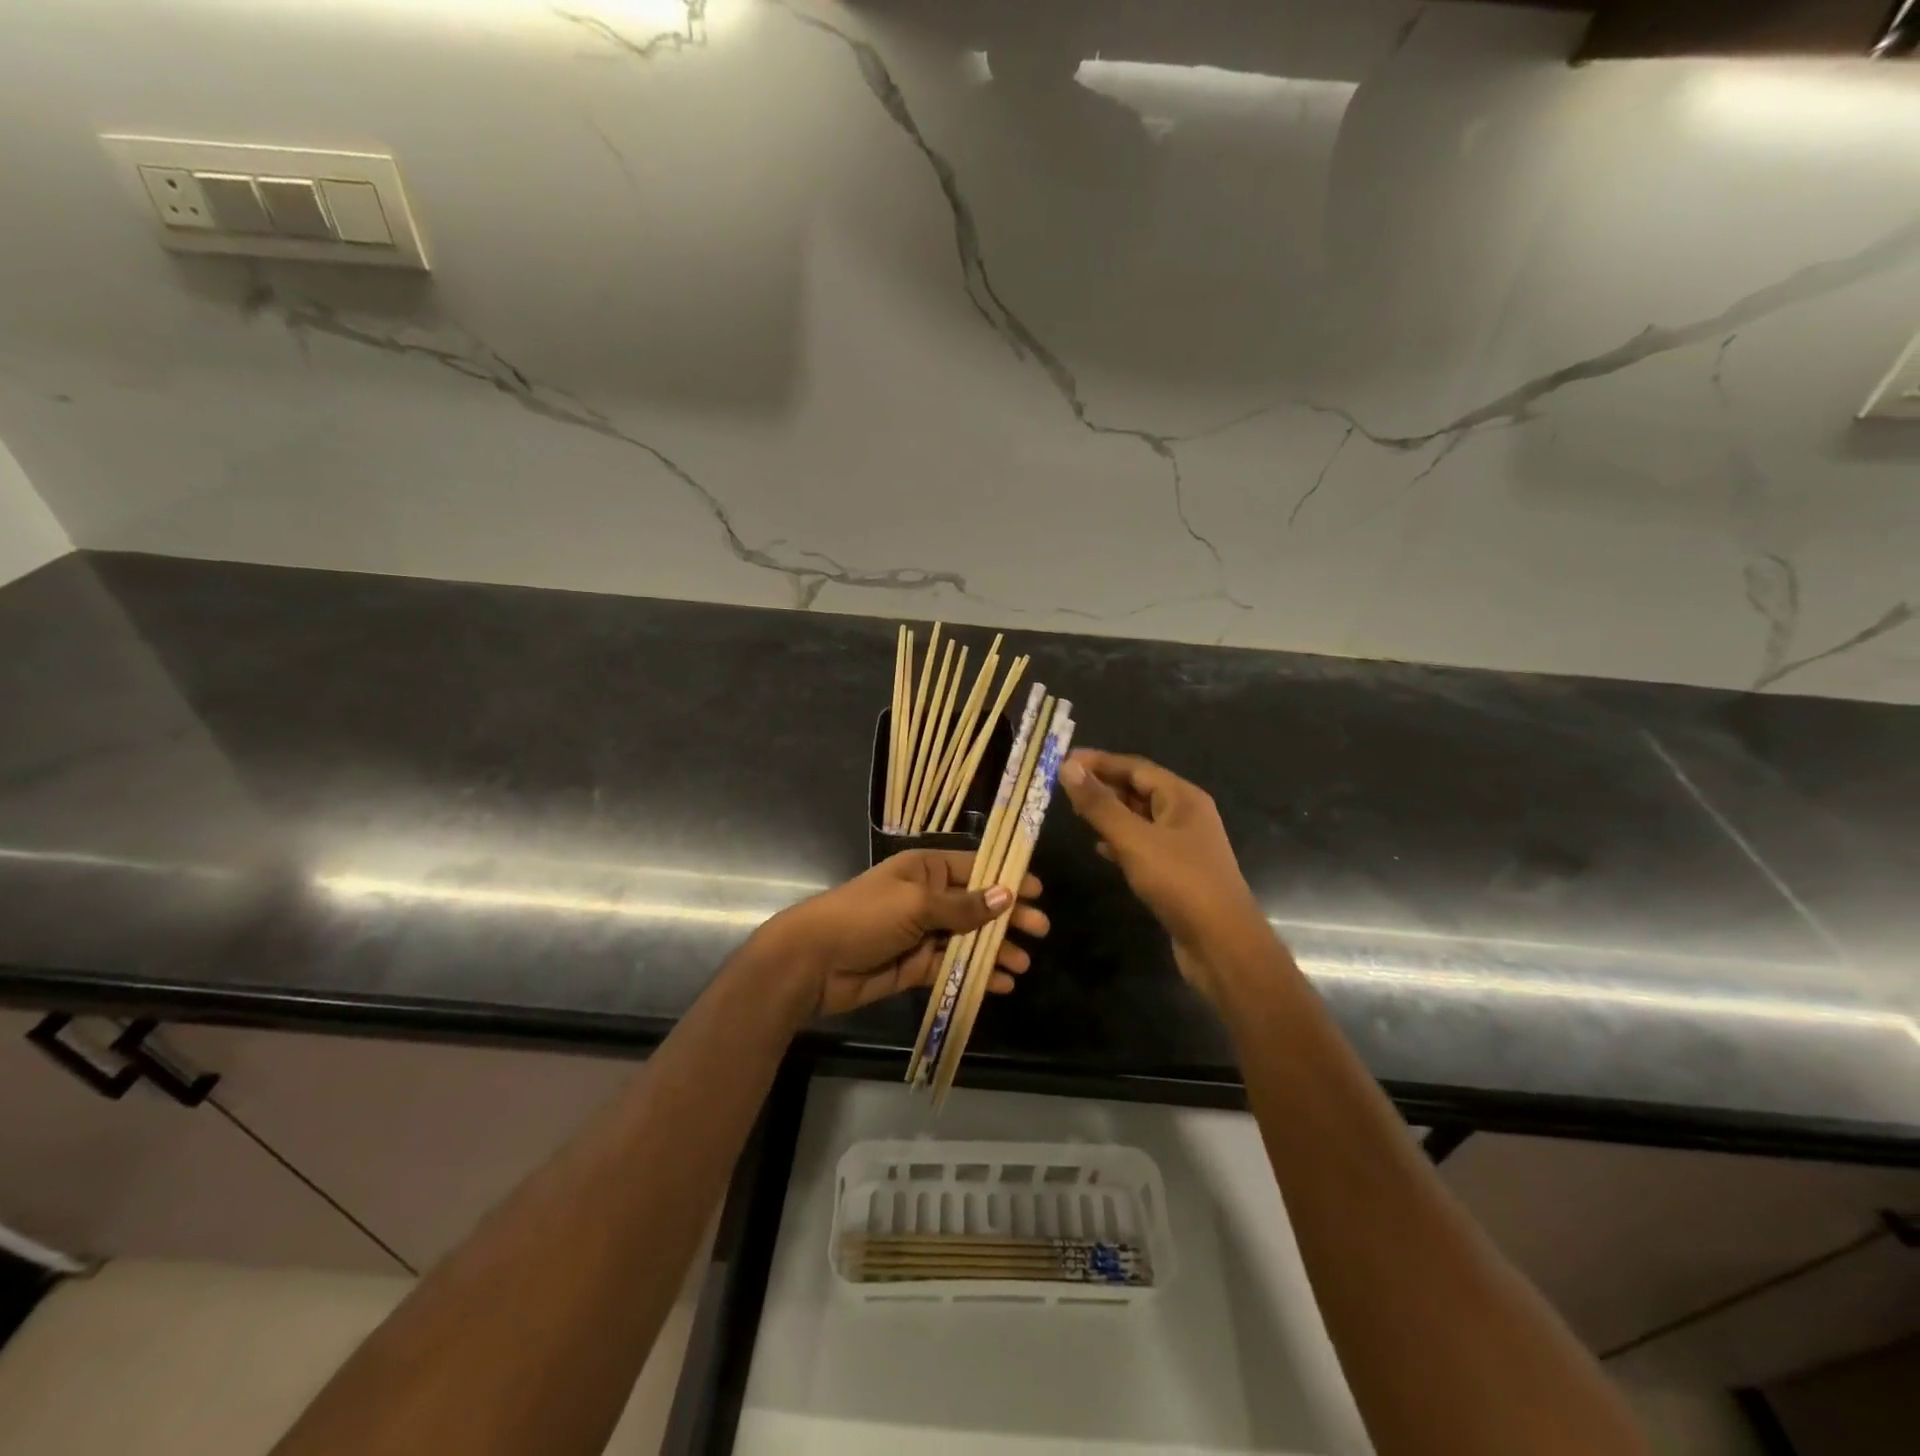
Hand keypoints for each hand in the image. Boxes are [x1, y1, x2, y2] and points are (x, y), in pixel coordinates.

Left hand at [764, 850, 1047, 1016]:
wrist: (813, 961)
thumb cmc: (865, 917)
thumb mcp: (917, 904)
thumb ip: (963, 905)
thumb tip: (1008, 894)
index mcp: (925, 870)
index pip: (974, 868)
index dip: (1006, 877)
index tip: (1038, 890)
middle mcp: (927, 898)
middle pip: (977, 905)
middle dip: (1008, 917)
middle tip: (1041, 931)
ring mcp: (921, 933)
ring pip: (968, 939)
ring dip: (996, 949)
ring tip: (1023, 964)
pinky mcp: (915, 966)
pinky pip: (953, 967)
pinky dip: (976, 974)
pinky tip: (1000, 984)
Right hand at [1057, 749, 1270, 1000]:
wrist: (1222, 944)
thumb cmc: (1180, 883)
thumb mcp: (1134, 839)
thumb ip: (1100, 804)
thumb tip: (1069, 766)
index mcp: (1182, 797)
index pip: (1135, 767)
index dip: (1099, 762)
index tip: (1063, 761)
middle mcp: (1185, 815)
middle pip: (1139, 789)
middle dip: (1103, 785)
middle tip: (1063, 787)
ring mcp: (1183, 845)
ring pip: (1139, 818)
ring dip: (1109, 813)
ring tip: (1075, 812)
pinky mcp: (1176, 872)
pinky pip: (1142, 845)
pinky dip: (1119, 842)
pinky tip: (1099, 848)